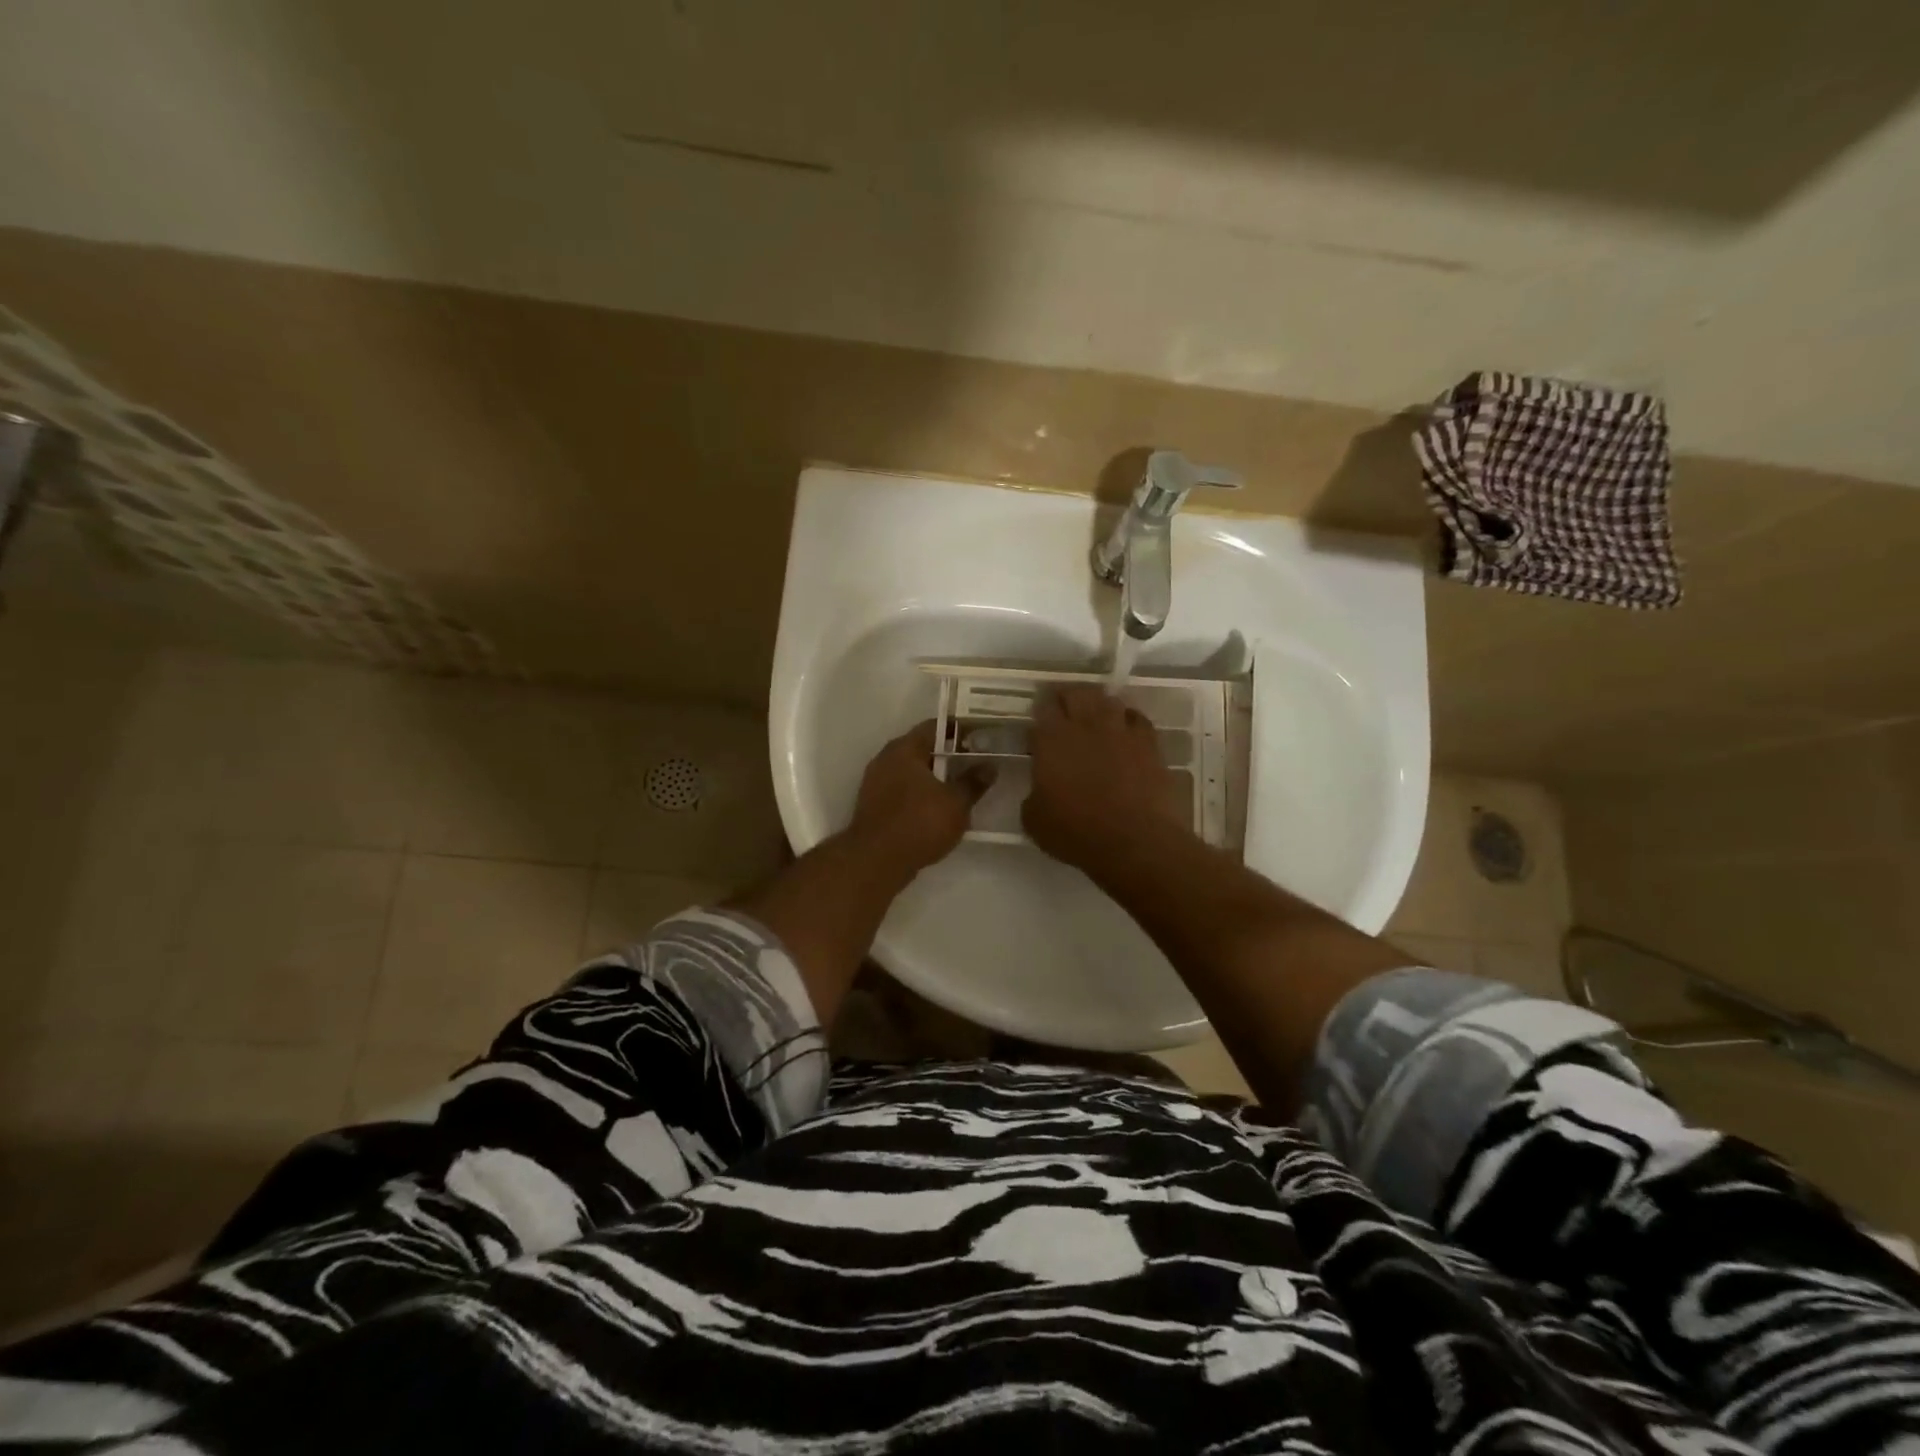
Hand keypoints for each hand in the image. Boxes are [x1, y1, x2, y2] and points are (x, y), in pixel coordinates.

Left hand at [849, 720, 989, 872]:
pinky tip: (939, 809)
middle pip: (922, 748)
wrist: (876, 862)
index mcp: (904, 749)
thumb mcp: (956, 803)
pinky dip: (921, 795)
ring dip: (935, 777)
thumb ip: (973, 782)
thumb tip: (989, 766)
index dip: (960, 729)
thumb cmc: (919, 823)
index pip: (935, 726)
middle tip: (975, 762)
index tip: (981, 736)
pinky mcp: (874, 806)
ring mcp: (876, 783)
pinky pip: (903, 791)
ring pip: (912, 772)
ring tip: (961, 787)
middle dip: (949, 755)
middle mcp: (886, 759)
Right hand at [1023, 686, 1187, 873]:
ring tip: (1094, 716)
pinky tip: (1126, 730)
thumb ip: (1033, 795)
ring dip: (1098, 704)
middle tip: (1063, 709)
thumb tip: (1040, 789)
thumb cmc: (1076, 832)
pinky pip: (1138, 719)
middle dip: (1067, 697)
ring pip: (1108, 700)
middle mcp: (1085, 725)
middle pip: (1076, 693)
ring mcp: (1120, 731)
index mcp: (1051, 740)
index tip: (1038, 724)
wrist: (1134, 841)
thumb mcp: (1034, 820)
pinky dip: (1128, 720)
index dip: (1039, 711)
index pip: (1042, 708)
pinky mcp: (1149, 743)